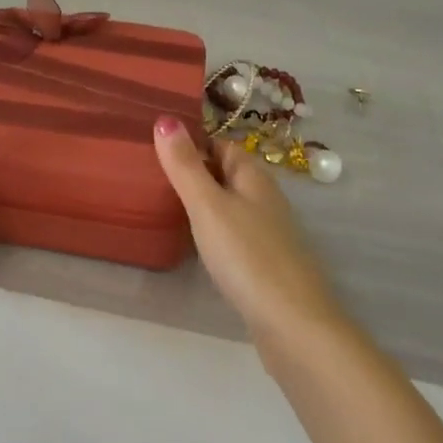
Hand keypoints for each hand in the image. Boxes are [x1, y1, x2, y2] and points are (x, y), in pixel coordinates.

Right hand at [153, 118, 349, 354]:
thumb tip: (165, 118)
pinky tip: (194, 246)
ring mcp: (268, 233)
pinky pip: (233, 235)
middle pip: (225, 174)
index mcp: (253, 177)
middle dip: (194, 171)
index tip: (155, 143)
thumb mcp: (208, 205)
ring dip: (202, 203)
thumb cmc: (247, 256)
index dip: (192, 141)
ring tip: (162, 206)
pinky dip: (213, 232)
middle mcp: (265, 199)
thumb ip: (185, 165)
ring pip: (230, 206)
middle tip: (149, 174)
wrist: (293, 324)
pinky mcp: (265, 265)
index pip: (221, 144)